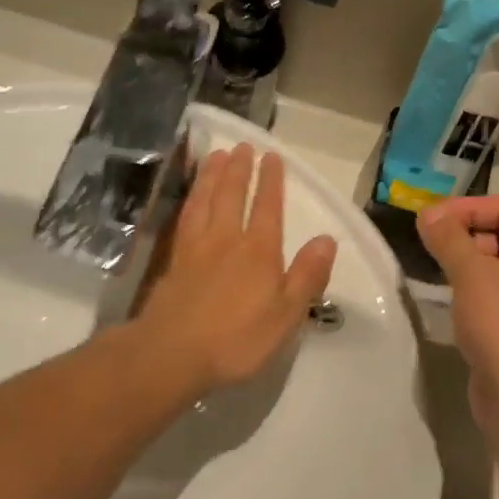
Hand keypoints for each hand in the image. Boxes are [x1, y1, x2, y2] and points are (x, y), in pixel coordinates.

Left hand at [135, 145, 337, 397]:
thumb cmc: (237, 339)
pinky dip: (190, 199)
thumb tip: (327, 239)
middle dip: (240, 170)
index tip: (272, 157)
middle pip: (233, 196)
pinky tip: (191, 196)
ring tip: (217, 156)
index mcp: (259, 252)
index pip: (268, 209)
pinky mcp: (173, 261)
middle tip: (243, 145)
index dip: (272, 182)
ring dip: (212, 176)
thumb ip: (307, 276)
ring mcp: (196, 248)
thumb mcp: (286, 315)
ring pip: (206, 201)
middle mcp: (227, 240)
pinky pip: (185, 218)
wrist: (172, 353)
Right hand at [416, 196, 498, 427]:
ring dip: (471, 259)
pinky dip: (479, 285)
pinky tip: (455, 296)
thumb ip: (448, 237)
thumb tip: (428, 213)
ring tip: (440, 268)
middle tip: (433, 243)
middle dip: (468, 232)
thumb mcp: (471, 274)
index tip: (430, 219)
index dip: (467, 208)